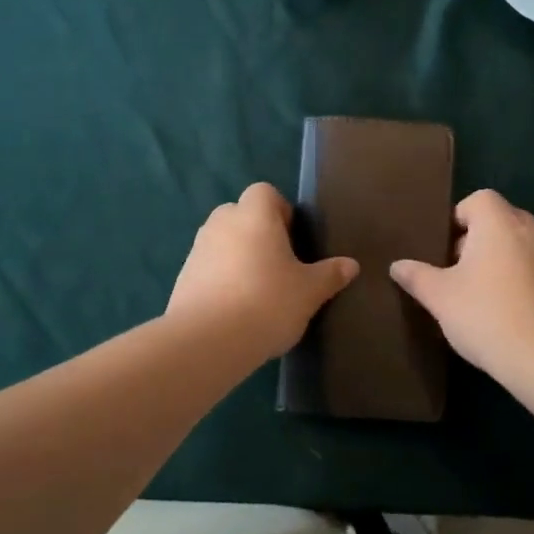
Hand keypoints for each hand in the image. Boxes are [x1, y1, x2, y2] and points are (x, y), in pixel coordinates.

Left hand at [168, 184, 358, 358]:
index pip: (265, 193)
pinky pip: (208, 267)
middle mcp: (221, 223)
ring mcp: (197, 249)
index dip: (280, 211)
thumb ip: (330, 274)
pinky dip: (220, 279)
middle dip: (258, 234)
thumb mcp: (310, 291)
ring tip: (257, 291)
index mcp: (254, 215)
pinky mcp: (182, 277)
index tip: (293, 240)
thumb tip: (351, 265)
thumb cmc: (267, 302)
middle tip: (279, 266)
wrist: (208, 340)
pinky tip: (235, 309)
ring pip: (223, 242)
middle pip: (241, 215)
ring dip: (238, 256)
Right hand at [391, 189, 533, 381]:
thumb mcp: (439, 297)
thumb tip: (397, 266)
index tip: (446, 249)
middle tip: (458, 272)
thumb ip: (417, 277)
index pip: (479, 199)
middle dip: (479, 240)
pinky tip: (508, 313)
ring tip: (481, 294)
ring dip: (502, 260)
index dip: (459, 218)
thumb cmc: (486, 314)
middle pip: (502, 220)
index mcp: (499, 223)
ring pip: (521, 246)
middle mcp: (531, 230)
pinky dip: (522, 280)